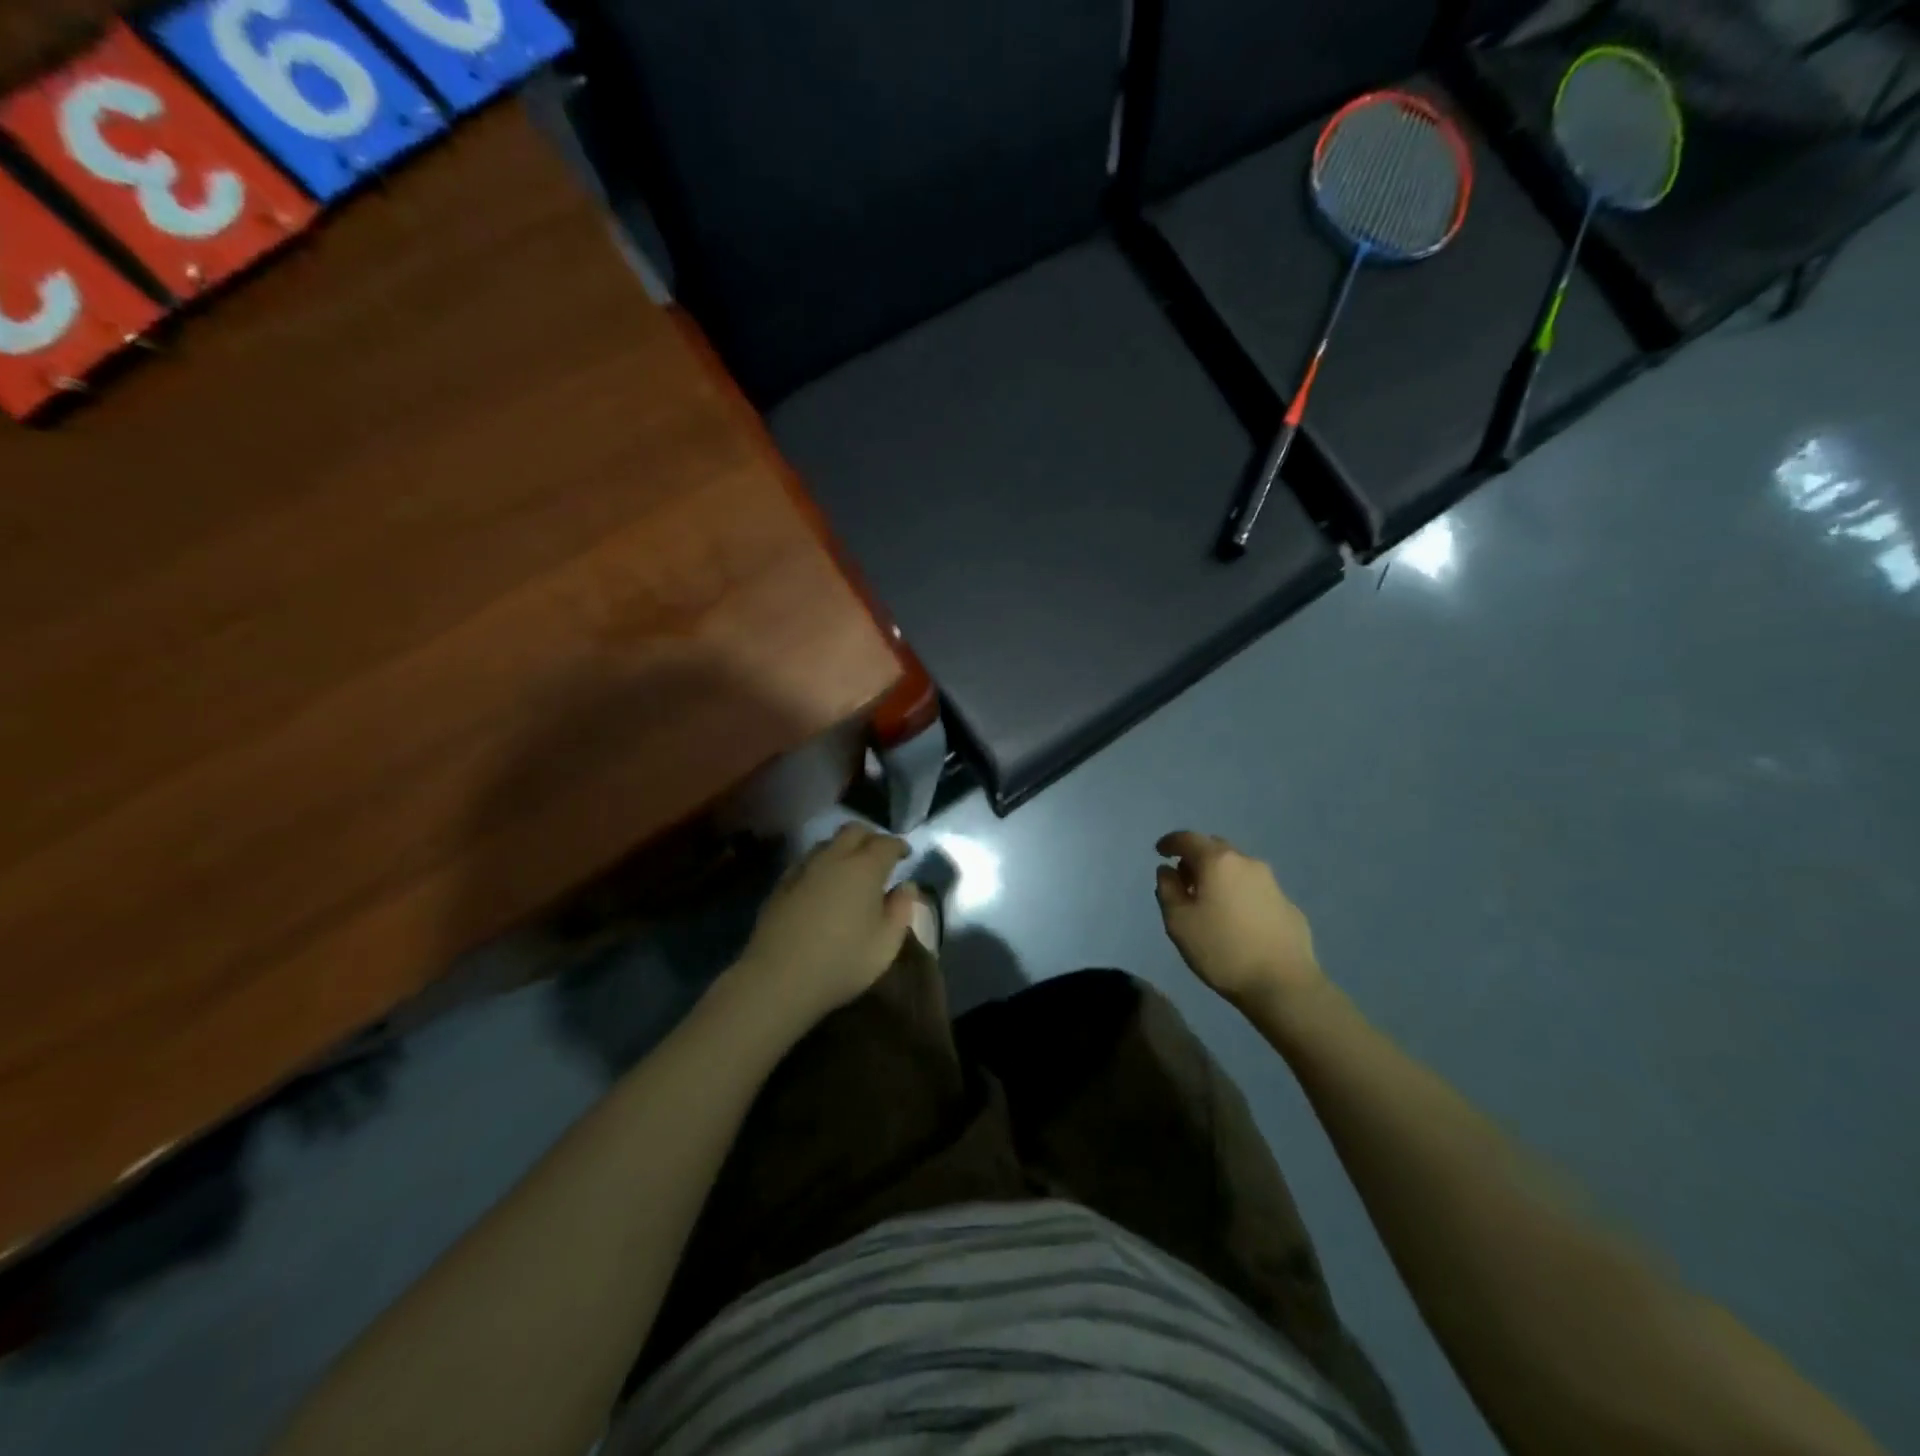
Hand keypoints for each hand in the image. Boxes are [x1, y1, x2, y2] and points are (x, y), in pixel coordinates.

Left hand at [734, 823, 918, 1027]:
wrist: (778, 978)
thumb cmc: (842, 961)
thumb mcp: (886, 943)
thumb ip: (901, 909)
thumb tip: (906, 886)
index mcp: (864, 868)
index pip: (886, 843)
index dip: (899, 845)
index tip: (906, 854)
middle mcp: (834, 858)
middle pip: (854, 831)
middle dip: (871, 837)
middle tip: (880, 854)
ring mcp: (804, 868)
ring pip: (827, 843)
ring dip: (844, 847)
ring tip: (851, 867)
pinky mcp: (782, 884)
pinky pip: (807, 861)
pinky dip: (822, 863)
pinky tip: (822, 883)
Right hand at [1155, 831, 1327, 1010]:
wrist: (1284, 984)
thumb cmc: (1222, 949)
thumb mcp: (1178, 922)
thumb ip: (1167, 889)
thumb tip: (1168, 871)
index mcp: (1218, 862)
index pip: (1188, 838)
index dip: (1170, 842)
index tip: (1160, 852)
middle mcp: (1247, 863)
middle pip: (1215, 848)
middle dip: (1196, 858)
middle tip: (1183, 880)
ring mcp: (1272, 883)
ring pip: (1237, 868)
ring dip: (1219, 876)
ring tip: (1209, 902)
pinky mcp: (1288, 905)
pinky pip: (1254, 889)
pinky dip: (1238, 894)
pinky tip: (1236, 920)